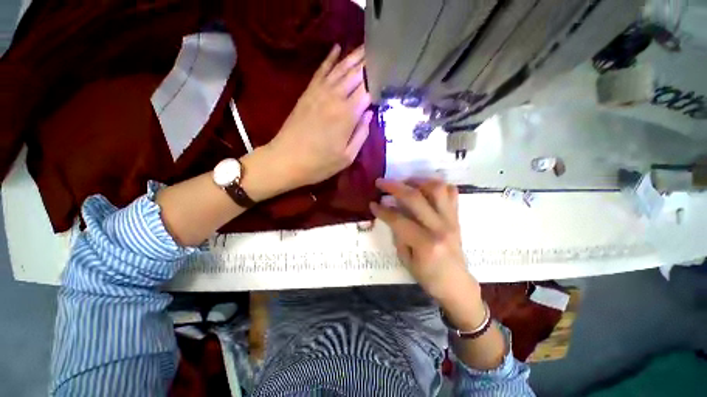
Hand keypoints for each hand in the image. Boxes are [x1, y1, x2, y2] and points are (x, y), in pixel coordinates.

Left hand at [266, 44, 372, 189]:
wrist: (286, 160)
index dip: (379, 80)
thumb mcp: (347, 157)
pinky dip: (330, 58)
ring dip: (354, 56)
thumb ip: (361, 134)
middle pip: (356, 74)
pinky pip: (321, 70)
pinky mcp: (307, 93)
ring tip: (367, 46)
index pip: (368, 89)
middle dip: (370, 62)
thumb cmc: (319, 164)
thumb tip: (369, 114)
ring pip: (340, 68)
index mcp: (348, 115)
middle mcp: (335, 98)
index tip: (389, 73)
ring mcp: (319, 93)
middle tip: (383, 51)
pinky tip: (338, 48)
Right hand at [371, 179, 482, 318]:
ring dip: (417, 181)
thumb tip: (391, 214)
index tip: (372, 204)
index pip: (398, 220)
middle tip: (381, 182)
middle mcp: (440, 227)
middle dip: (394, 187)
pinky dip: (438, 186)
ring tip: (405, 183)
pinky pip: (451, 193)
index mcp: (425, 244)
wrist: (457, 285)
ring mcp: (451, 220)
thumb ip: (398, 235)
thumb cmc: (429, 277)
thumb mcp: (406, 260)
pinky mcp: (457, 217)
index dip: (382, 210)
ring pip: (436, 188)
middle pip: (415, 198)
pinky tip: (425, 188)